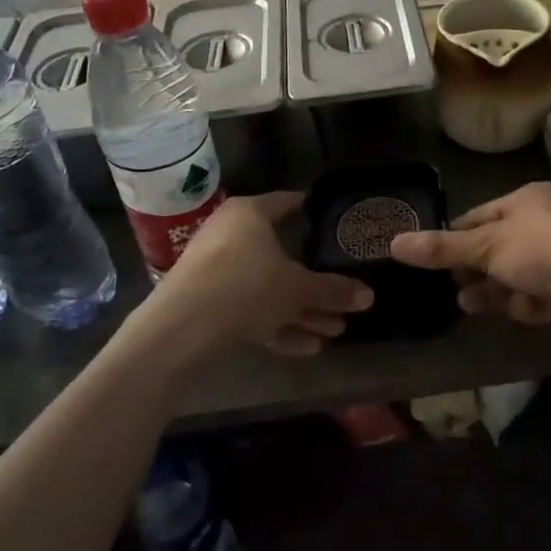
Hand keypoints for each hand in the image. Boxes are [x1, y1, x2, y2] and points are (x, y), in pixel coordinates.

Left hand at [148, 193, 371, 357]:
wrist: (180, 329)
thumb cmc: (245, 286)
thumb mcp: (298, 288)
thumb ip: (333, 291)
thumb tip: (369, 296)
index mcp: (250, 214)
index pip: (288, 203)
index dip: (312, 211)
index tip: (335, 223)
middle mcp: (230, 234)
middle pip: (282, 256)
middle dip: (315, 283)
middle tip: (345, 298)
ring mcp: (215, 270)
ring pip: (267, 288)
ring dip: (301, 310)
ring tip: (335, 331)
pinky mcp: (207, 302)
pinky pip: (250, 309)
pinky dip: (277, 324)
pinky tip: (308, 347)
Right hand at [389, 183, 550, 341]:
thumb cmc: (543, 249)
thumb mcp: (487, 246)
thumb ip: (442, 248)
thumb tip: (394, 243)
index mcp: (528, 200)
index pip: (480, 216)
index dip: (455, 237)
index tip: (431, 258)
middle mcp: (546, 223)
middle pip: (498, 247)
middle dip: (473, 268)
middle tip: (447, 286)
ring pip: (516, 275)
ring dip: (492, 290)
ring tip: (466, 305)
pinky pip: (538, 295)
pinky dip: (522, 304)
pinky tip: (510, 313)